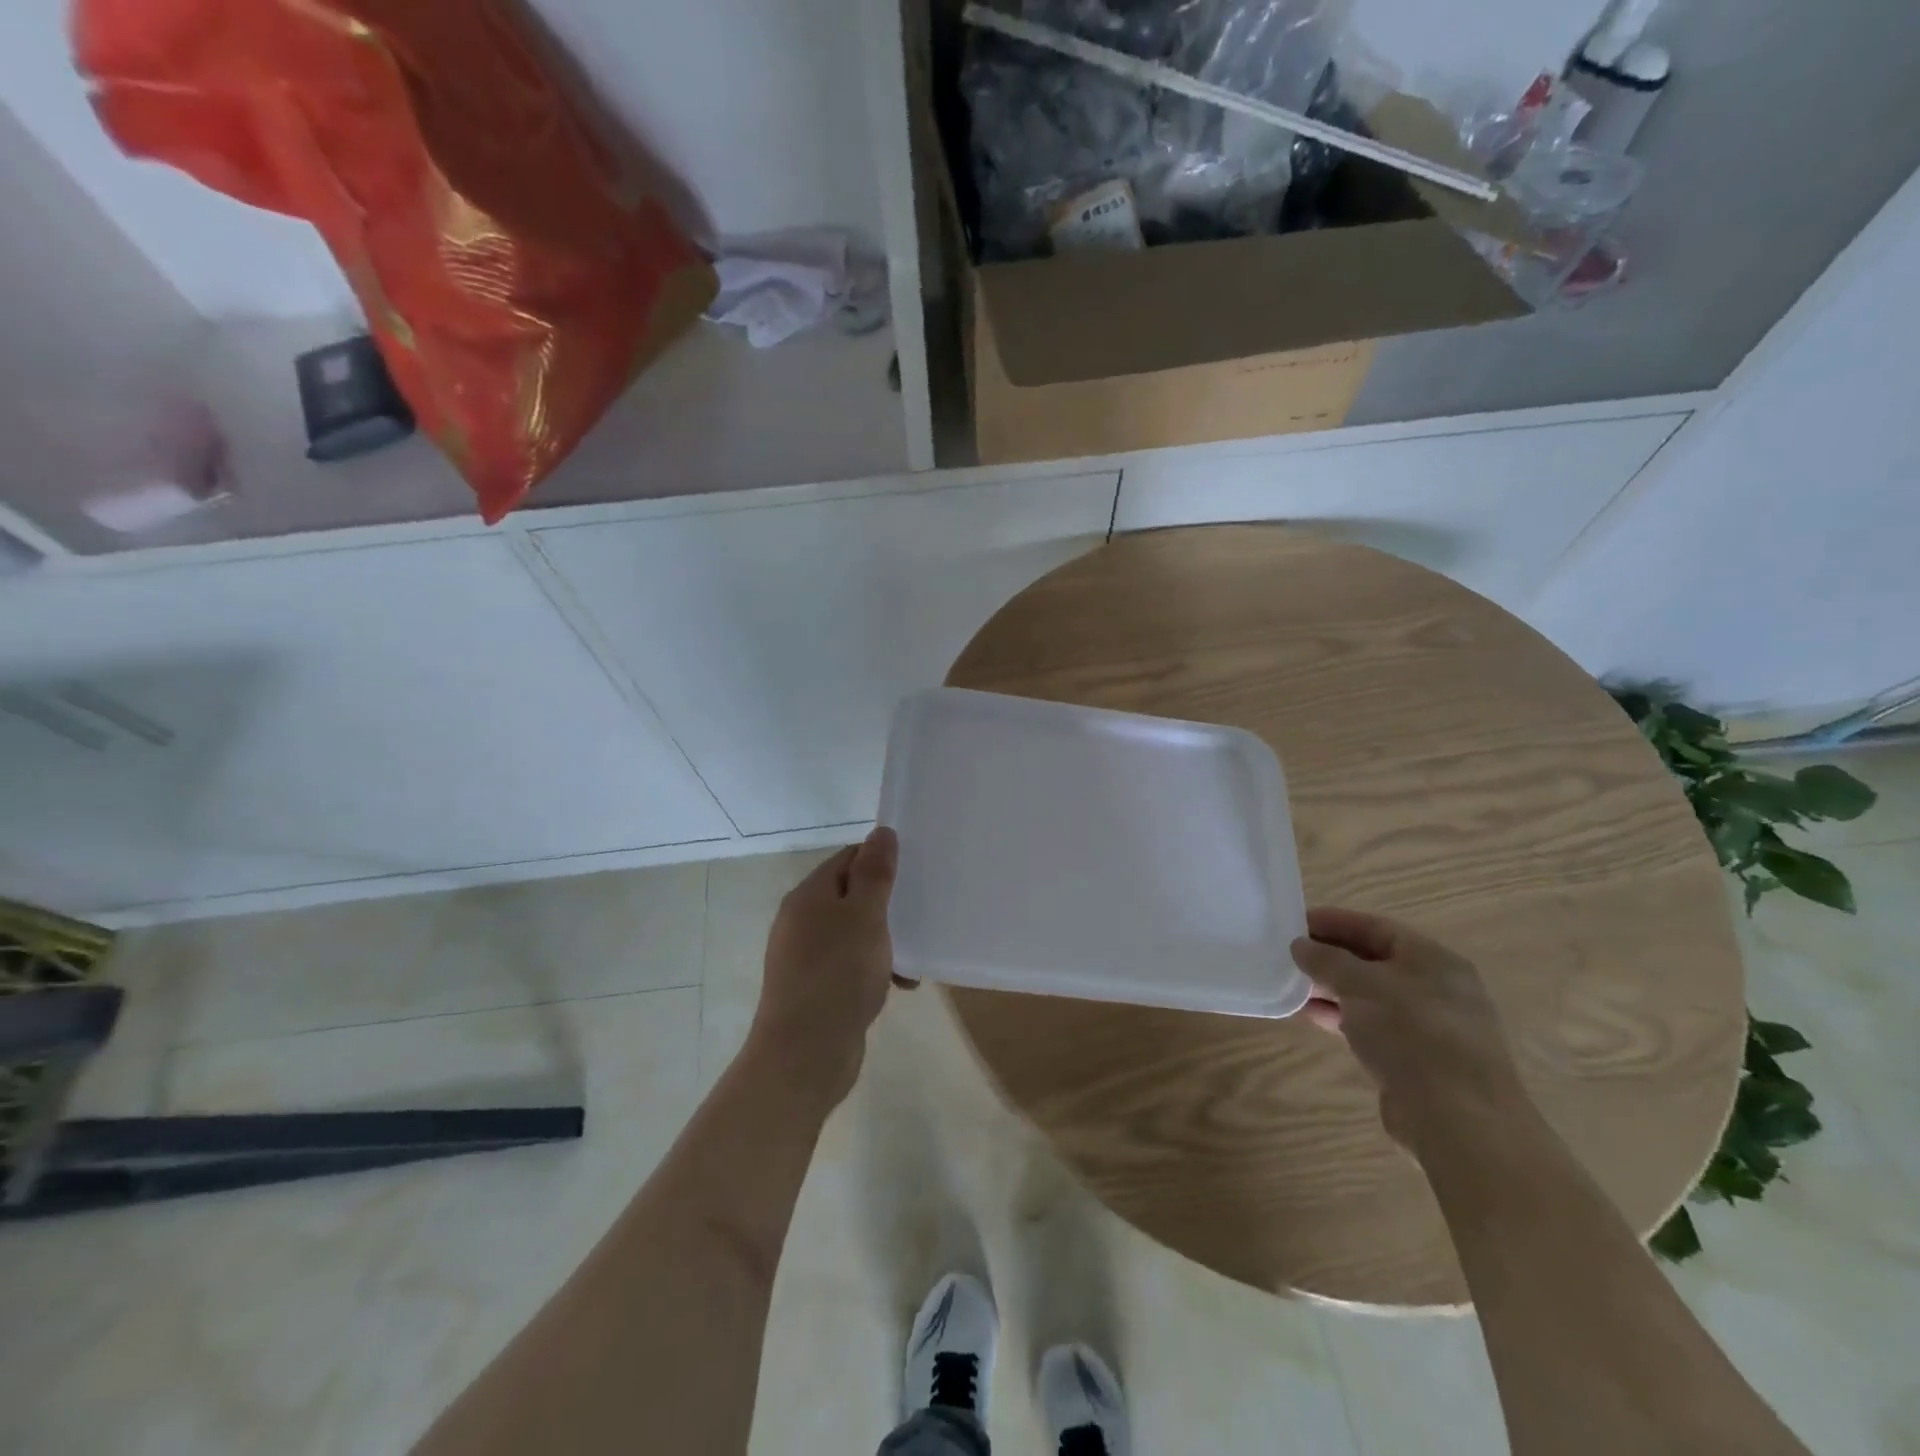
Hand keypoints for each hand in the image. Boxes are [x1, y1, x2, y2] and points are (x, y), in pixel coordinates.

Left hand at [748, 827, 900, 1107]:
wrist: (804, 1055)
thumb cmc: (837, 975)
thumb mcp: (864, 916)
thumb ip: (874, 873)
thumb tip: (882, 832)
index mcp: (809, 896)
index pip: (848, 859)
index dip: (880, 861)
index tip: (914, 874)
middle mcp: (801, 921)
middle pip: (851, 895)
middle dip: (887, 905)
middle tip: (920, 915)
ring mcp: (805, 956)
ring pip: (853, 933)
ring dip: (884, 941)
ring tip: (913, 959)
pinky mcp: (814, 988)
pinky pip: (849, 965)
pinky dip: (874, 969)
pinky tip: (899, 986)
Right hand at [1290, 906, 1527, 1149]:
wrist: (1457, 1120)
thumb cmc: (1411, 1033)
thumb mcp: (1361, 984)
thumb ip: (1327, 960)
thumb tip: (1300, 945)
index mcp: (1433, 960)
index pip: (1376, 928)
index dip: (1334, 921)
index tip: (1294, 922)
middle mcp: (1436, 988)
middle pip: (1374, 961)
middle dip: (1330, 956)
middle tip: (1289, 953)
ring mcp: (1429, 1027)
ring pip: (1370, 996)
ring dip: (1331, 988)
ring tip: (1291, 984)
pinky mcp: (1417, 1060)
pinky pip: (1372, 1026)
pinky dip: (1342, 1017)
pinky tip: (1310, 1015)